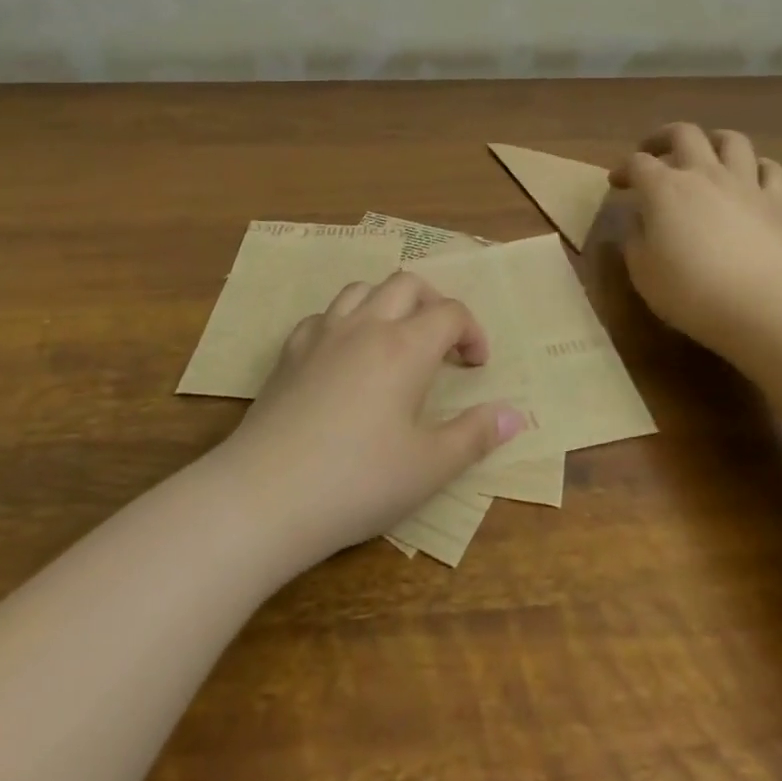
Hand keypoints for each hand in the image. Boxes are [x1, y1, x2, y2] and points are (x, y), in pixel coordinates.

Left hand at [213, 272, 523, 566]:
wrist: (265, 496)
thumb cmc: (358, 481)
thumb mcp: (429, 467)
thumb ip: (476, 435)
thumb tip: (516, 413)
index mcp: (405, 346)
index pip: (450, 312)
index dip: (473, 332)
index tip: (477, 367)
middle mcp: (365, 326)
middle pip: (407, 284)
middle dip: (435, 303)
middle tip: (444, 343)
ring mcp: (322, 335)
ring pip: (362, 289)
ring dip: (389, 303)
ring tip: (397, 339)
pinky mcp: (289, 353)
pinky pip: (324, 316)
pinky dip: (346, 322)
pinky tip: (345, 356)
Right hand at [610, 123, 781, 365]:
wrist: (760, 305)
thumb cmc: (690, 290)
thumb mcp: (642, 270)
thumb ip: (635, 239)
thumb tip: (640, 221)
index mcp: (664, 188)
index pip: (637, 163)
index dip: (623, 169)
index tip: (616, 184)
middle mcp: (703, 174)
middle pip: (684, 133)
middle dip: (663, 138)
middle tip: (653, 153)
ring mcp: (743, 185)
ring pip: (732, 141)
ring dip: (714, 141)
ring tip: (706, 154)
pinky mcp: (775, 204)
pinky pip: (772, 171)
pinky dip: (759, 168)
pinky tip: (751, 178)